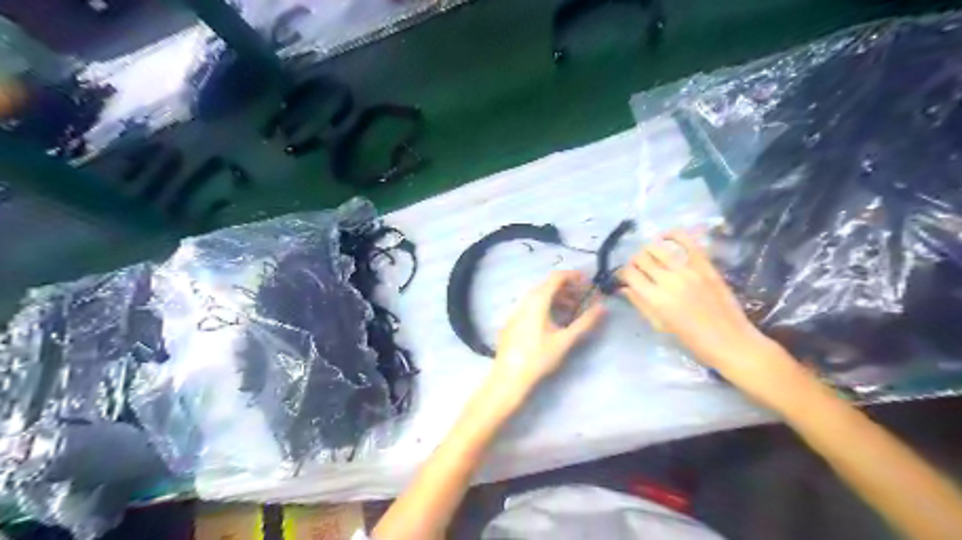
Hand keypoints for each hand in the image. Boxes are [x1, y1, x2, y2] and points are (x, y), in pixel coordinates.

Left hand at [492, 272, 603, 398]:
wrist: (509, 376)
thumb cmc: (540, 356)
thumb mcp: (566, 339)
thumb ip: (586, 322)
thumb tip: (602, 307)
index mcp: (538, 300)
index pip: (557, 277)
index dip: (574, 276)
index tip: (588, 282)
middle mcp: (525, 300)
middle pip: (548, 285)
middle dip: (567, 288)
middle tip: (583, 298)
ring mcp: (516, 310)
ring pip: (538, 296)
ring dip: (557, 298)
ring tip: (571, 311)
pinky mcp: (511, 321)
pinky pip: (530, 305)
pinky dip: (545, 306)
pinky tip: (552, 322)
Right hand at [616, 230, 805, 408]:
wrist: (730, 341)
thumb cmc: (692, 340)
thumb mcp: (660, 326)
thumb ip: (641, 304)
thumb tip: (625, 288)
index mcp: (655, 299)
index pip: (629, 274)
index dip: (623, 273)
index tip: (624, 277)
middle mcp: (668, 281)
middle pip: (641, 259)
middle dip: (634, 262)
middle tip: (637, 268)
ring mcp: (688, 271)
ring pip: (658, 248)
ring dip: (648, 249)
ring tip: (649, 256)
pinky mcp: (705, 266)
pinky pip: (687, 241)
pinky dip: (673, 235)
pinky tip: (665, 237)